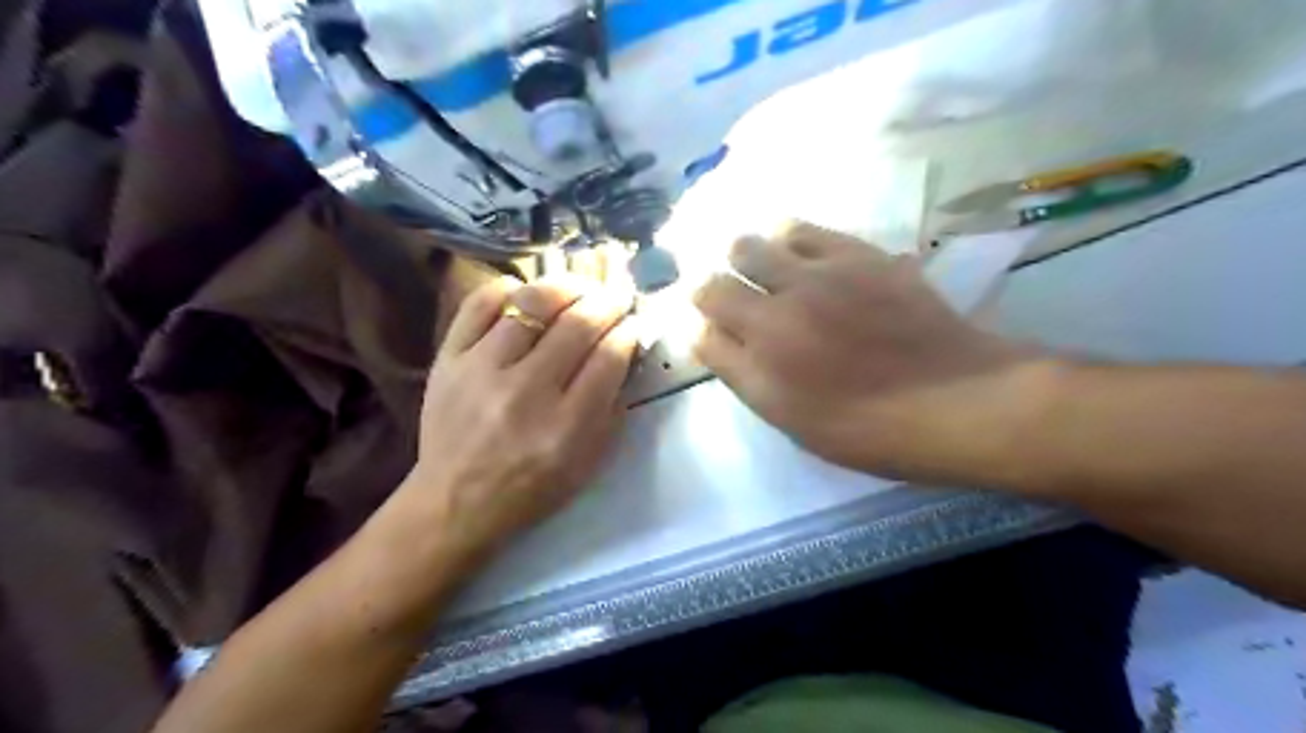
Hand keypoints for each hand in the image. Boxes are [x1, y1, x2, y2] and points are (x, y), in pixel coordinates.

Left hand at [403, 278, 638, 562]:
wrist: (455, 502)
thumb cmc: (532, 488)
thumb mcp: (588, 462)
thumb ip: (612, 407)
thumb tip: (625, 351)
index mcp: (567, 425)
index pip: (610, 356)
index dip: (630, 331)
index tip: (634, 323)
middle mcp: (526, 391)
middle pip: (578, 323)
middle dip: (608, 302)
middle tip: (616, 296)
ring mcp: (482, 369)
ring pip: (533, 303)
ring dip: (567, 286)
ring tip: (580, 287)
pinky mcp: (448, 358)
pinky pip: (480, 303)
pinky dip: (509, 289)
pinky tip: (526, 294)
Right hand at [692, 217, 1042, 479]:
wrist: (955, 399)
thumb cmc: (868, 427)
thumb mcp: (791, 419)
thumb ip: (743, 374)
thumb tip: (708, 335)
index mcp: (761, 357)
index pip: (702, 323)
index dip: (700, 320)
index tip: (713, 326)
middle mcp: (779, 309)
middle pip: (717, 278)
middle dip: (717, 286)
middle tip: (738, 298)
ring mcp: (819, 276)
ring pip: (755, 242)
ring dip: (751, 256)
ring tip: (770, 271)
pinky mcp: (857, 254)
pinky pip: (805, 229)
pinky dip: (792, 239)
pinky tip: (803, 254)